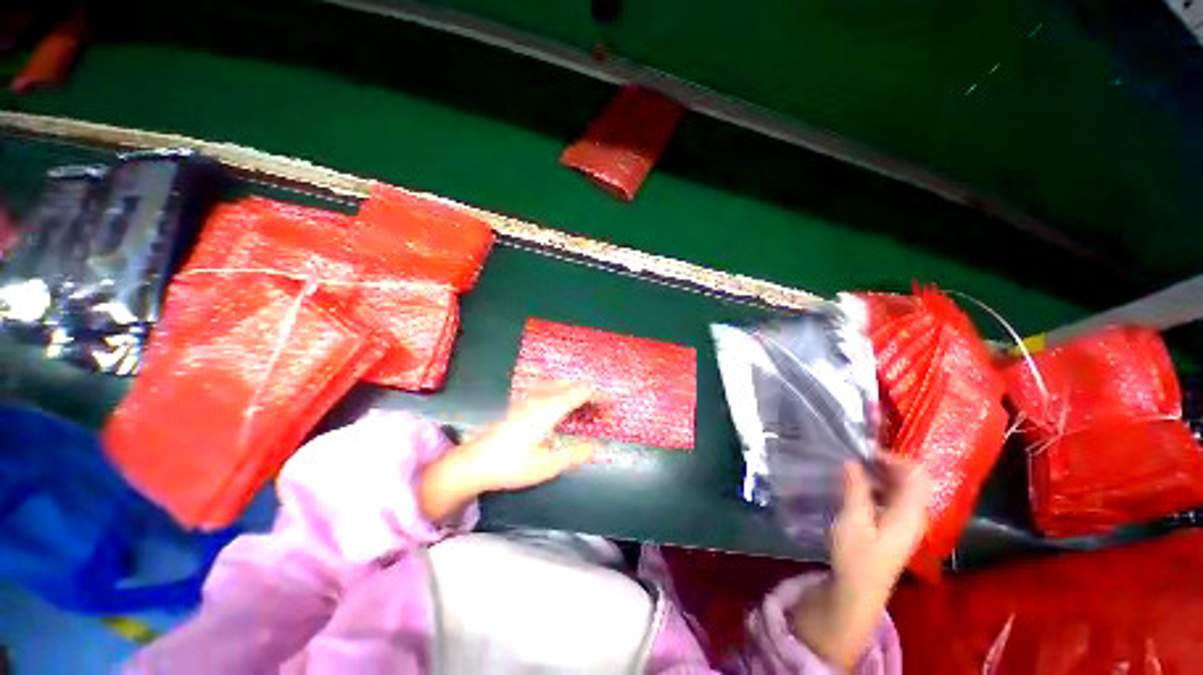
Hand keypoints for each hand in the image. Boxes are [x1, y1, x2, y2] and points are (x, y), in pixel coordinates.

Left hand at [418, 382, 596, 522]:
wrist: (473, 463)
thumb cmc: (511, 465)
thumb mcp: (547, 465)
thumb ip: (575, 454)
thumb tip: (598, 446)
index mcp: (549, 409)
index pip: (579, 393)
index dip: (598, 396)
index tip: (611, 405)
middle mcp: (540, 398)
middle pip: (570, 385)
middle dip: (588, 393)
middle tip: (600, 409)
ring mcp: (528, 398)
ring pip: (557, 384)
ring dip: (574, 390)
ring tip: (584, 405)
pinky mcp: (519, 403)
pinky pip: (547, 388)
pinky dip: (561, 391)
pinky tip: (560, 404)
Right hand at [791, 458, 929, 668]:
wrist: (857, 593)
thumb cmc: (856, 557)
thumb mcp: (853, 521)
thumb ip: (855, 489)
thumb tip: (852, 460)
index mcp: (909, 513)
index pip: (916, 474)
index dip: (894, 457)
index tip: (864, 451)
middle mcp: (913, 515)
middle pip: (910, 480)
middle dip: (885, 463)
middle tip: (855, 456)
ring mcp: (904, 523)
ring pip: (900, 489)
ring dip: (879, 474)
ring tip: (851, 467)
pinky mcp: (893, 528)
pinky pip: (891, 498)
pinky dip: (876, 487)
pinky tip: (855, 487)